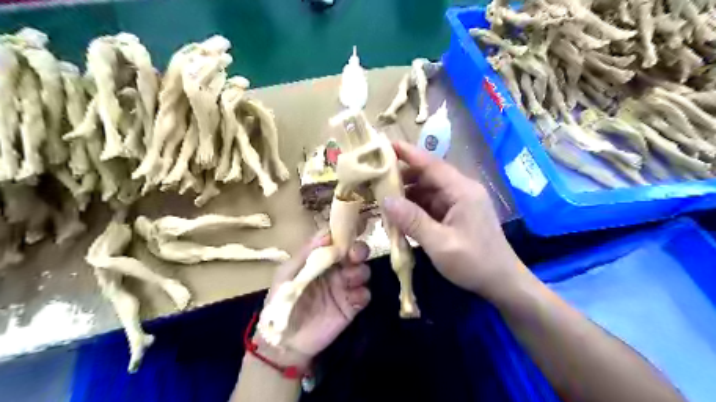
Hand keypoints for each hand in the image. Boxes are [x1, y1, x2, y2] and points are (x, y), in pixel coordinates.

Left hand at [258, 234, 372, 368]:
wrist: (283, 341)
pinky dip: (362, 294)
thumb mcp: (288, 274)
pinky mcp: (351, 306)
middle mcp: (336, 270)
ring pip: (362, 272)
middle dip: (359, 251)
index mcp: (320, 259)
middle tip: (355, 255)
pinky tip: (353, 298)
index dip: (345, 235)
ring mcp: (344, 288)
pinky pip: (364, 295)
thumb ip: (306, 253)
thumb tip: (327, 234)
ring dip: (361, 271)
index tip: (349, 231)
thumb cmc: (282, 302)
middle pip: (354, 254)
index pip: (336, 241)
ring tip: (351, 278)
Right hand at [383, 141, 527, 300]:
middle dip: (402, 176)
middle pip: (427, 176)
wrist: (502, 283)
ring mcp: (459, 203)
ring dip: (406, 194)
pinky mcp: (456, 215)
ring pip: (427, 191)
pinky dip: (414, 208)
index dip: (408, 153)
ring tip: (381, 197)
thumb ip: (413, 221)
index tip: (384, 144)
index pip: (431, 164)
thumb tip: (386, 200)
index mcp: (462, 191)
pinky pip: (431, 205)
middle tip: (374, 178)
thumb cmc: (475, 262)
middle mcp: (461, 191)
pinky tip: (399, 214)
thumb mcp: (440, 244)